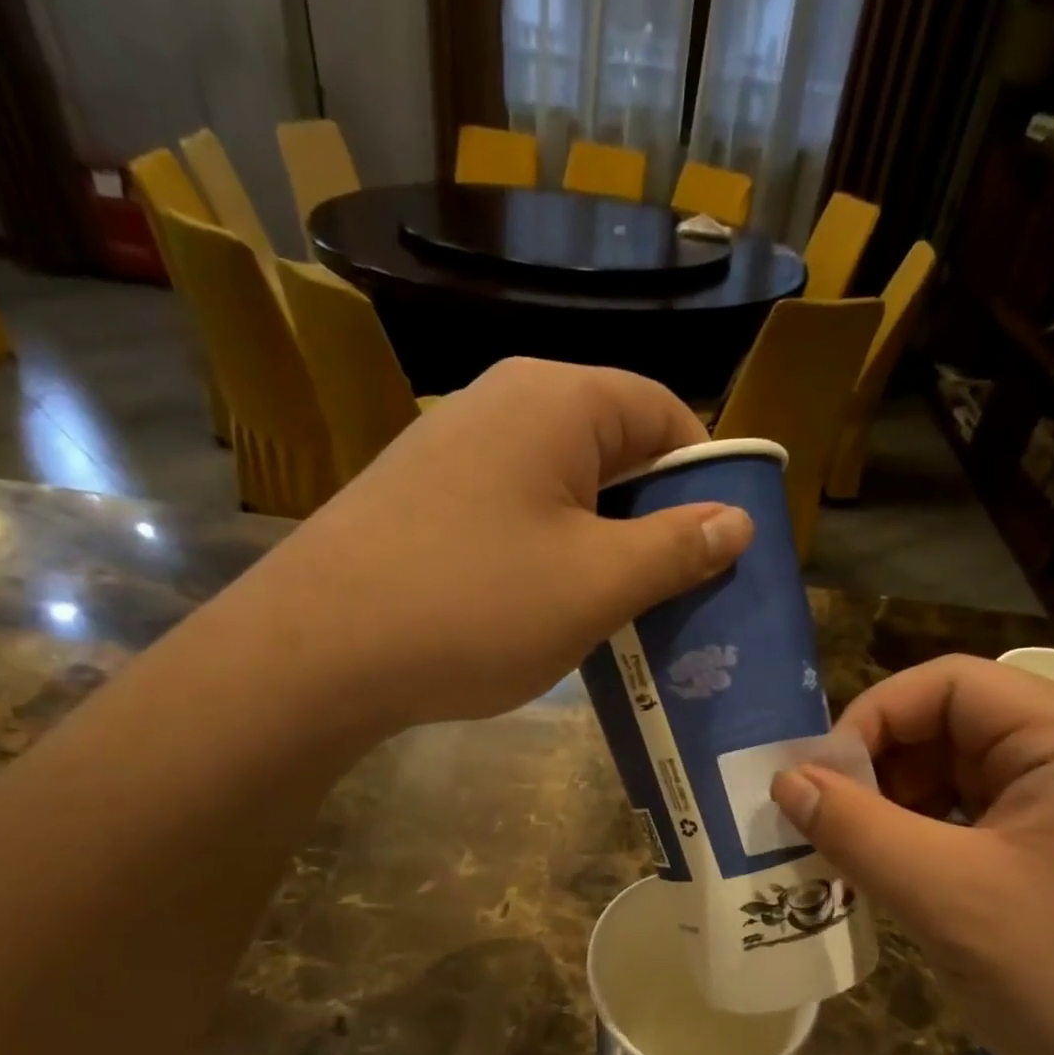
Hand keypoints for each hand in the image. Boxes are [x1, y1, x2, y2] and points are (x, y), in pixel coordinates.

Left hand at [271, 359, 751, 727]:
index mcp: (557, 402)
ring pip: (561, 486)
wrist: (316, 652)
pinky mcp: (420, 496)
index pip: (663, 414)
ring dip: (600, 542)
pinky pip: (512, 511)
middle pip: (611, 448)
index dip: (704, 476)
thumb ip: (677, 548)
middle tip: (674, 590)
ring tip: (614, 608)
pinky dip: (545, 552)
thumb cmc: (476, 606)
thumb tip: (737, 520)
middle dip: (652, 518)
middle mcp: (502, 403)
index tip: (718, 546)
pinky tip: (541, 607)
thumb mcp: (597, 585)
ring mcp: (451, 447)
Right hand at [770, 656, 1053, 1054]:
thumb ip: (855, 828)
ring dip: (902, 804)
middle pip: (957, 723)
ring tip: (857, 854)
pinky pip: (987, 817)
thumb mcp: (945, 898)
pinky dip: (934, 836)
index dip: (873, 718)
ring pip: (966, 772)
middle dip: (884, 767)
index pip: (949, 683)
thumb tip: (784, 779)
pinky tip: (903, 876)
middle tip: (830, 823)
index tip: (821, 781)